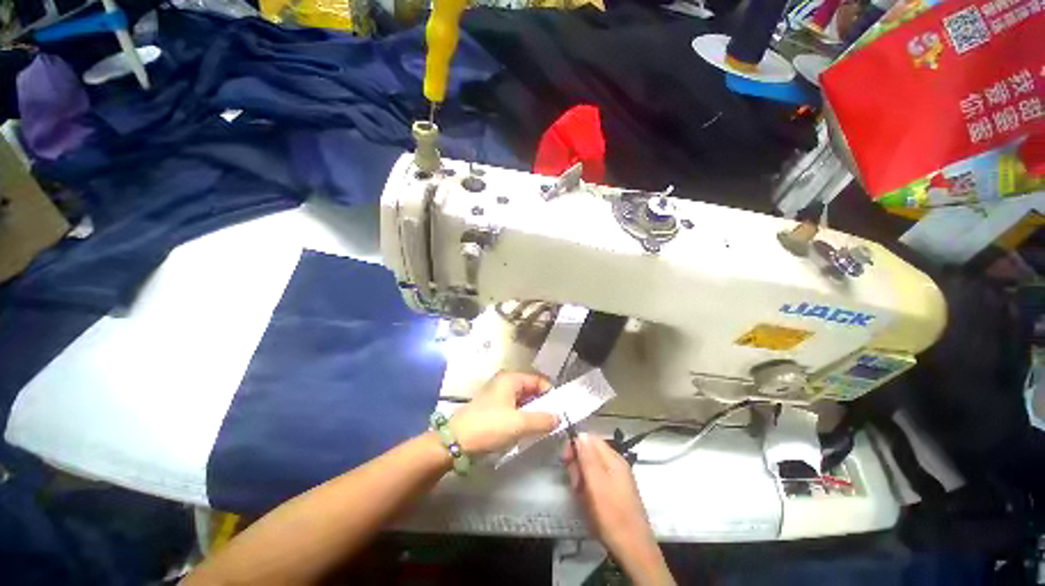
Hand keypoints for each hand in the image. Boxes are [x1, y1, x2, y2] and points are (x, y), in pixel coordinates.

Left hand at [448, 371, 558, 454]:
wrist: (455, 443)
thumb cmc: (489, 427)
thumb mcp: (519, 424)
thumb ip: (542, 420)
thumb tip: (559, 418)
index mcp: (511, 378)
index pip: (539, 380)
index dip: (551, 394)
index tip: (560, 411)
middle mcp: (505, 382)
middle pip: (531, 390)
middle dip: (543, 405)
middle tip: (553, 422)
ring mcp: (497, 395)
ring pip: (523, 401)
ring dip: (533, 413)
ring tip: (542, 429)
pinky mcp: (492, 409)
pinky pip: (514, 409)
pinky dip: (523, 418)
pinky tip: (526, 431)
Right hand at [564, 434, 674, 585]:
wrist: (634, 549)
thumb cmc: (612, 515)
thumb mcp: (596, 484)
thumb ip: (588, 457)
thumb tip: (580, 433)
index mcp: (613, 458)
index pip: (590, 439)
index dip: (575, 445)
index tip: (565, 461)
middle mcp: (616, 464)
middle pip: (590, 451)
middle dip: (578, 464)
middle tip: (575, 484)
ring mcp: (617, 478)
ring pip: (592, 467)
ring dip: (582, 477)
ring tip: (580, 495)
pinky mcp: (616, 491)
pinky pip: (597, 480)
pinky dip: (589, 487)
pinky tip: (587, 500)